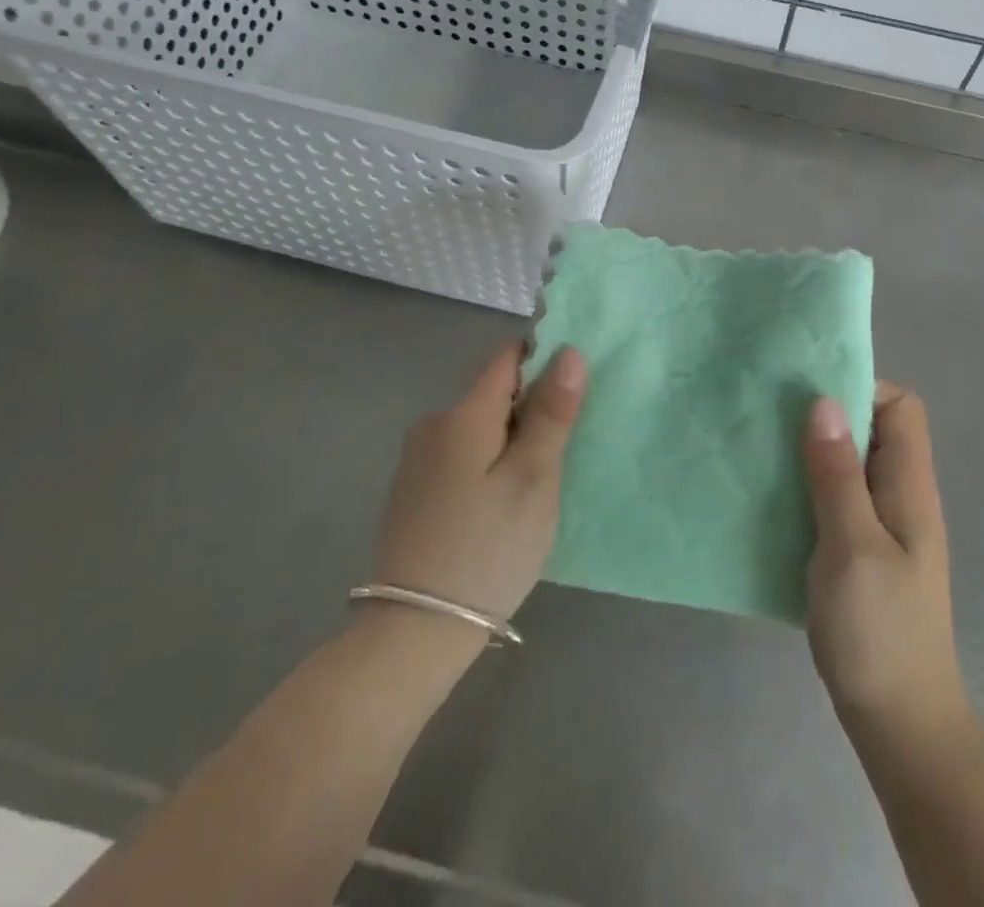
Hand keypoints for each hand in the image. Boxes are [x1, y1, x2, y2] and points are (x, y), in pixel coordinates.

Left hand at [371, 343, 586, 621]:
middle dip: (530, 412)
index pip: (508, 358)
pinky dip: (486, 465)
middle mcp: (434, 424)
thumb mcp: (533, 479)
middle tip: (558, 458)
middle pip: (494, 395)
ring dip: (510, 442)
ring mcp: (418, 459)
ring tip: (532, 489)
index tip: (570, 395)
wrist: (414, 632)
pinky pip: (461, 456)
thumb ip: (551, 413)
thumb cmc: (487, 549)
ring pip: (479, 428)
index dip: (543, 361)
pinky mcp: (413, 490)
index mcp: (463, 414)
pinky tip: (497, 508)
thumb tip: (569, 352)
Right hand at [804, 382, 968, 736]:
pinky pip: (834, 499)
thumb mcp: (852, 546)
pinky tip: (773, 499)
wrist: (899, 723)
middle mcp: (899, 496)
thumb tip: (824, 402)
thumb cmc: (879, 631)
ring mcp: (881, 527)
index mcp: (909, 487)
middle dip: (826, 415)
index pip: (901, 406)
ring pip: (848, 465)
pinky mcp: (859, 552)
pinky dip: (807, 488)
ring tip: (764, 450)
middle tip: (773, 418)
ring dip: (812, 453)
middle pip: (872, 430)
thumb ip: (836, 474)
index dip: (862, 388)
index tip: (811, 395)